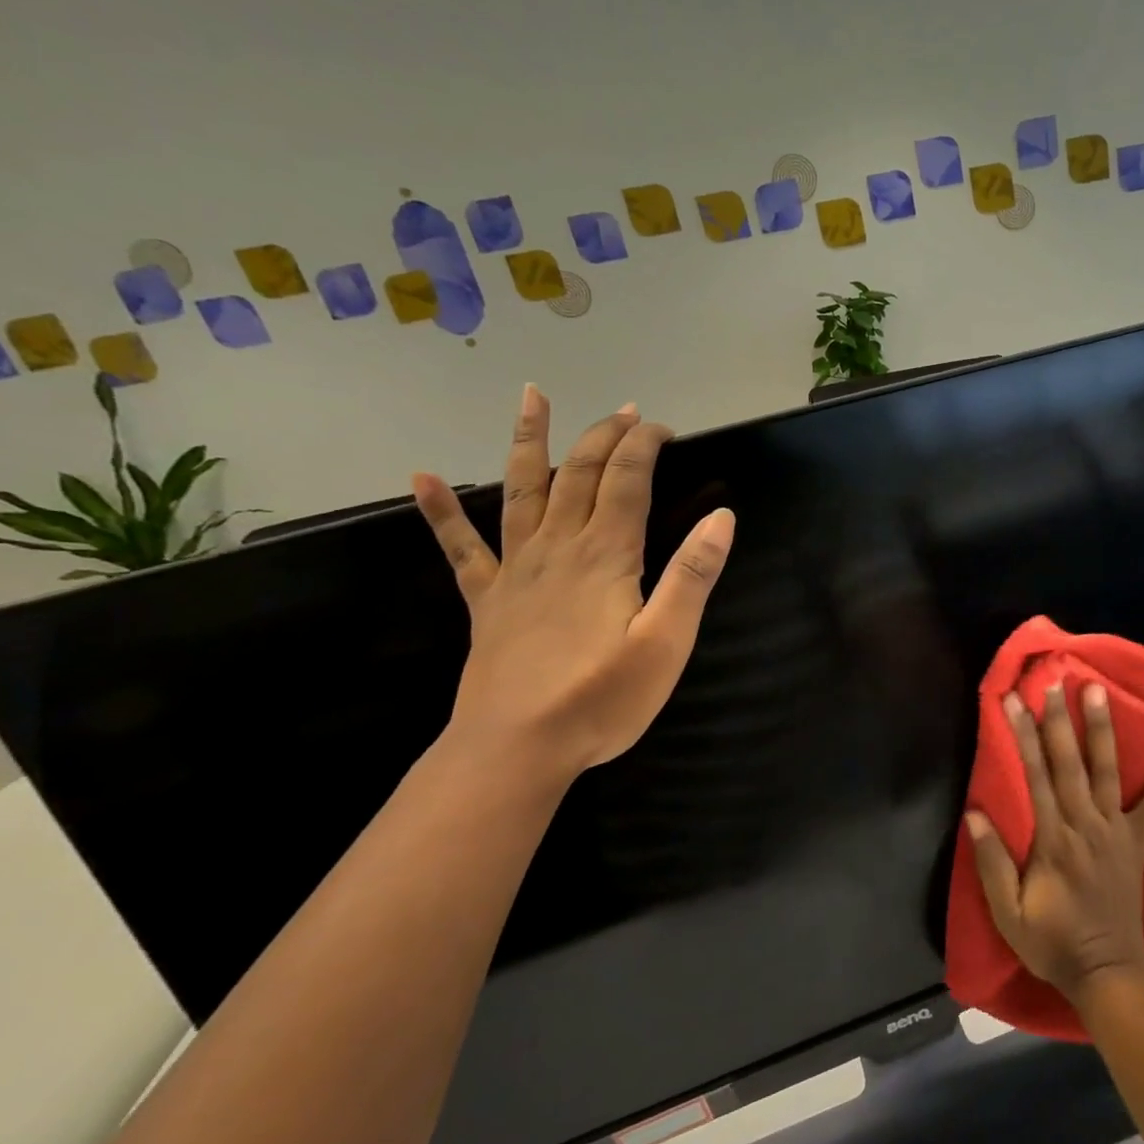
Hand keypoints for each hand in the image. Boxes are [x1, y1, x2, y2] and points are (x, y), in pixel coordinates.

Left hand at [412, 385, 733, 786]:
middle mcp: (558, 547)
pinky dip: (440, 511)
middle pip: (580, 473)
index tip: (663, 428)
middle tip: (626, 411)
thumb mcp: (667, 643)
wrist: (518, 747)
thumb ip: (693, 577)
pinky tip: (420, 478)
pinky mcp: (487, 599)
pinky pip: (461, 547)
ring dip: (530, 441)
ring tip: (531, 396)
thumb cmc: (602, 699)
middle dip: (604, 435)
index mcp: (606, 556)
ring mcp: (515, 570)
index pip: (627, 481)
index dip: (643, 446)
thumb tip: (722, 518)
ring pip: (522, 490)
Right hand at [966, 683, 1143, 1006]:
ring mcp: (1115, 830)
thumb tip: (975, 812)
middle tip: (1054, 680)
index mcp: (1052, 840)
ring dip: (1102, 729)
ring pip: (1106, 771)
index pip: (1034, 776)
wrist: (1106, 972)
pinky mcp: (1136, 841)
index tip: (1013, 701)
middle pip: (1068, 763)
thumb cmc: (1051, 943)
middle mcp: (1085, 825)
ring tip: (1099, 691)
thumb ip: (992, 862)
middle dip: (1059, 719)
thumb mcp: (1008, 913)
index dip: (1022, 736)